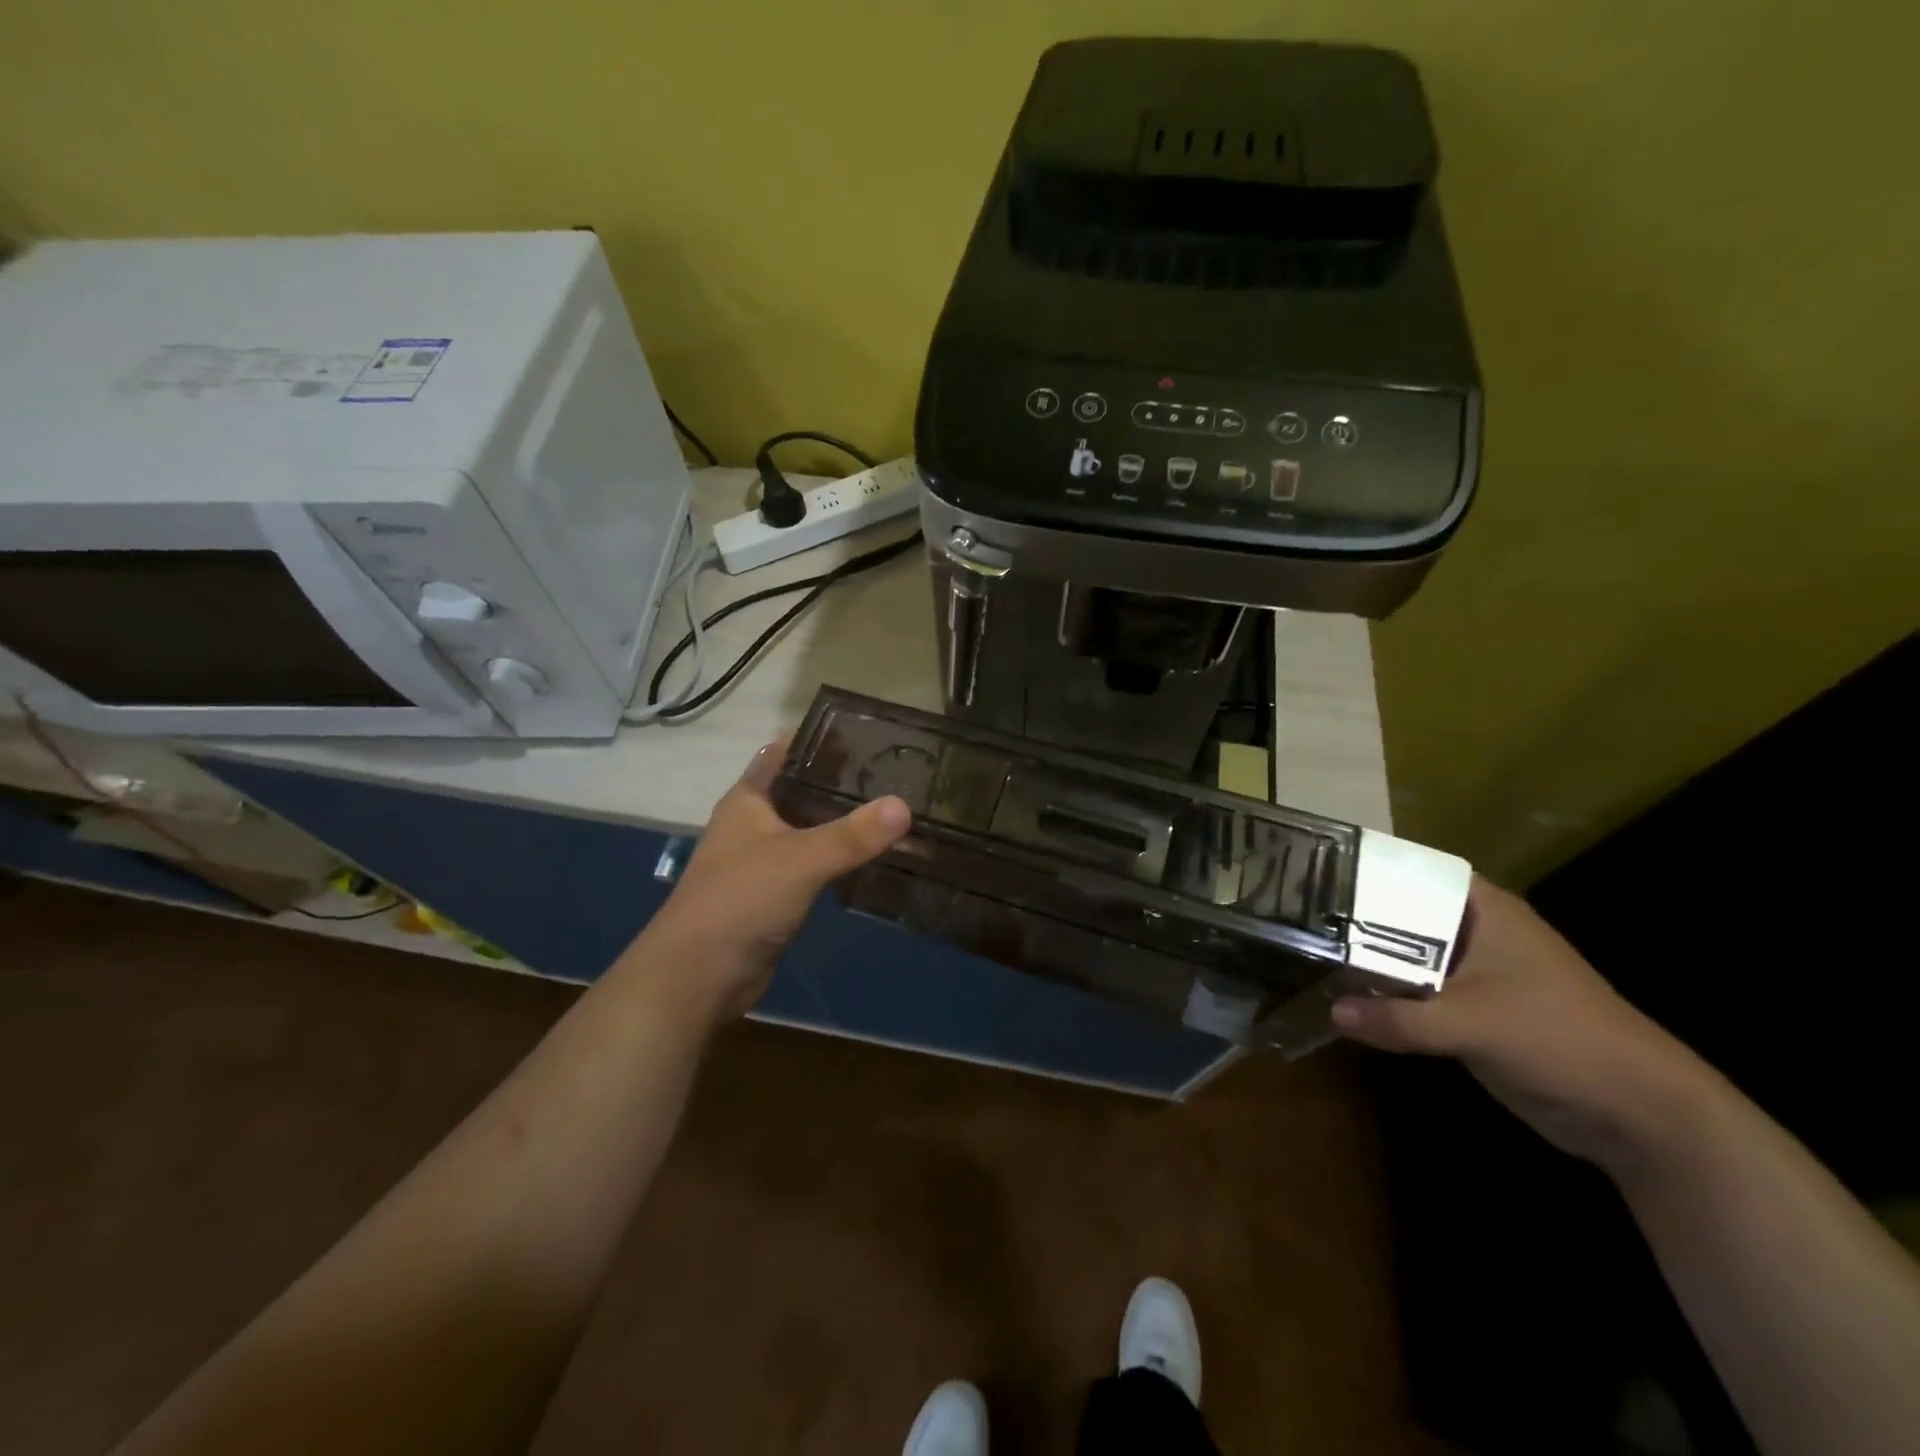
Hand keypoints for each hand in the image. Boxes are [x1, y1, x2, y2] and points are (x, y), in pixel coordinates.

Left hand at [622, 737, 910, 1024]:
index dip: (818, 739)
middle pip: (801, 790)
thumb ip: (852, 834)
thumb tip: (904, 805)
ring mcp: (762, 860)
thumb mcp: (801, 860)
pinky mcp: (775, 894)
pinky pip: (813, 864)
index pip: (783, 753)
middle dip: (840, 781)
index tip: (864, 732)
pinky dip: (839, 857)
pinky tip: (871, 855)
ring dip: (842, 821)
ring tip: (892, 808)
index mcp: (747, 800)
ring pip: (809, 829)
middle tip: (893, 772)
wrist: (698, 976)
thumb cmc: (740, 900)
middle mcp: (753, 823)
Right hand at [1332, 877, 1704, 1167]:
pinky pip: (1415, 993)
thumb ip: (1400, 1018)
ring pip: (1405, 955)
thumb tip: (1331, 1011)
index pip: (1413, 871)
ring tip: (1304, 950)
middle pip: (1402, 914)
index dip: (1365, 868)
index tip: (1311, 871)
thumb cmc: (1561, 1038)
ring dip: (1366, 959)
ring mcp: (1473, 973)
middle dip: (1354, 917)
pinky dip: (1385, 995)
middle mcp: (1475, 932)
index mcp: (1485, 910)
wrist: (1638, 1114)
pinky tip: (1342, 995)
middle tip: (1294, 914)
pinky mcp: (1471, 1011)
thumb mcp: (1474, 1024)